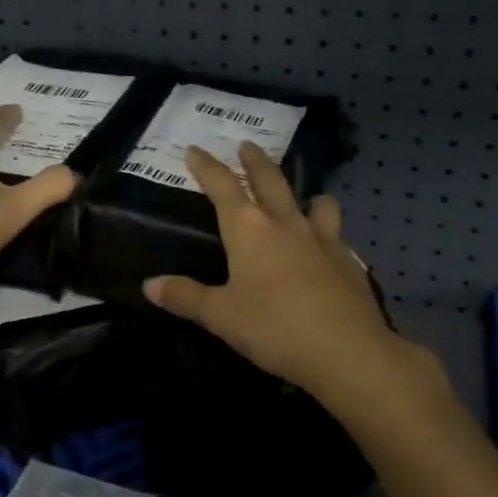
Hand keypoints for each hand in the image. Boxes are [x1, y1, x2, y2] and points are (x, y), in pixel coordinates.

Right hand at [142, 143, 434, 420]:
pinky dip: (328, 234)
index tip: (195, 150)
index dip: (206, 166)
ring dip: (306, 194)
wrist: (347, 351)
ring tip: (305, 196)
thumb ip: (185, 297)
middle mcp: (285, 224)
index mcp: (249, 230)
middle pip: (270, 181)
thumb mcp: (220, 316)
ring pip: (316, 203)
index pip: (222, 187)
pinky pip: (336, 236)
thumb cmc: (273, 327)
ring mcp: (322, 240)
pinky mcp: (348, 262)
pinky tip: (327, 251)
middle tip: (247, 145)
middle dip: (255, 161)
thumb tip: (149, 284)